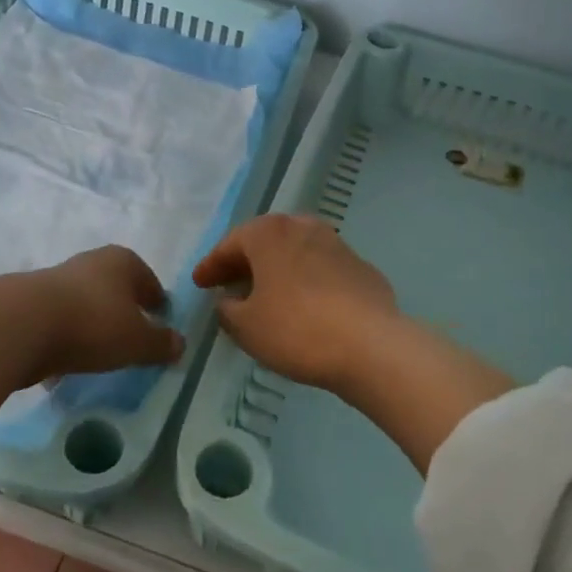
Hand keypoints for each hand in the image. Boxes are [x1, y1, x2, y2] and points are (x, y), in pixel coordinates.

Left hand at [29, 245, 182, 381]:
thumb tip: (180, 344)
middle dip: (124, 310)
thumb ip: (160, 344)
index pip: (148, 280)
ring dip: (93, 323)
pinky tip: (67, 361)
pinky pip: (60, 320)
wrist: (21, 324)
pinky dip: (67, 336)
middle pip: (115, 288)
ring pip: (86, 302)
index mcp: (123, 261)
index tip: (160, 321)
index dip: (157, 302)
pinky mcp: (31, 301)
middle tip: (132, 336)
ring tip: (100, 352)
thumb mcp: (137, 341)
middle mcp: (92, 262)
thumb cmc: (93, 324)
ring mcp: (58, 279)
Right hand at [194, 215, 514, 473]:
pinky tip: (304, 305)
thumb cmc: (297, 329)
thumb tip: (229, 301)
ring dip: (277, 269)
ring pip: (295, 252)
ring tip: (266, 293)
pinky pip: (321, 270)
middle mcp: (302, 227)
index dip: (211, 266)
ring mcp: (336, 244)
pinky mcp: (361, 267)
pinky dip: (305, 281)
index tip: (199, 283)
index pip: (230, 244)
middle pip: (265, 241)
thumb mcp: (247, 327)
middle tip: (228, 284)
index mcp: (269, 233)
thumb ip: (228, 310)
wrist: (371, 344)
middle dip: (245, 262)